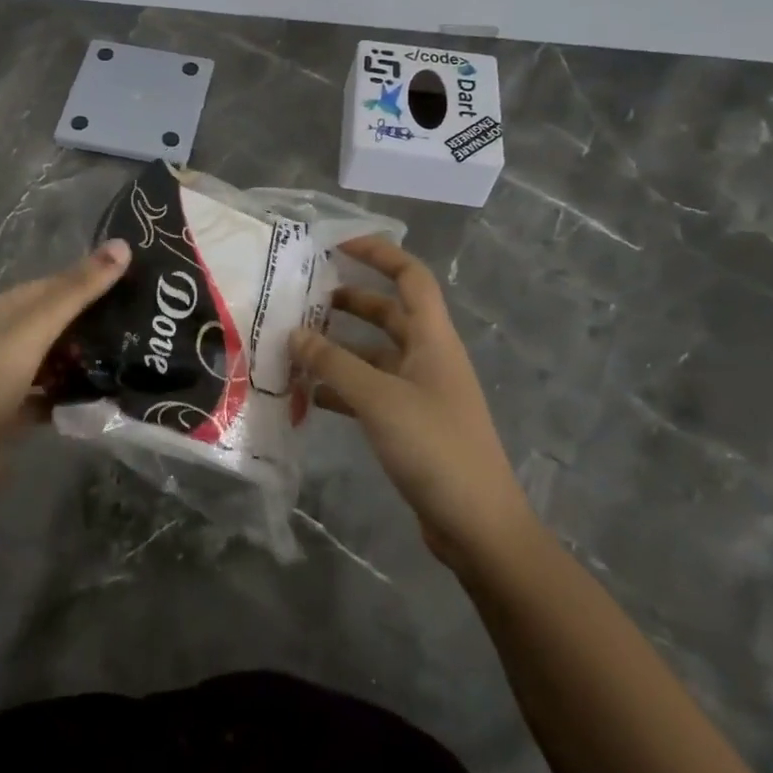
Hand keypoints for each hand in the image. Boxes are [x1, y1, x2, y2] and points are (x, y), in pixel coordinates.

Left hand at [0, 239, 130, 494]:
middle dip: (98, 322)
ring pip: (60, 357)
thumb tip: (124, 243)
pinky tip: (106, 398)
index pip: (61, 282)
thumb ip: (79, 290)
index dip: (97, 279)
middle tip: (148, 325)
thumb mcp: (36, 328)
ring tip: (136, 359)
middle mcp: (9, 334)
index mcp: (10, 307)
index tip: (142, 284)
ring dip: (89, 358)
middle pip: (62, 320)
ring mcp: (11, 373)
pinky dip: (75, 393)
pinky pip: (54, 392)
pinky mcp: (16, 409)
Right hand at [291, 237, 535, 565]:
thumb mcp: (377, 399)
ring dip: (339, 346)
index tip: (337, 246)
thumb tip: (294, 334)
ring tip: (295, 345)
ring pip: (374, 354)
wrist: (478, 526)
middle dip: (348, 301)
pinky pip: (370, 390)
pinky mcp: (410, 424)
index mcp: (433, 339)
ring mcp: (420, 392)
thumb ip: (333, 363)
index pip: (410, 277)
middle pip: (388, 313)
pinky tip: (309, 394)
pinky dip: (342, 386)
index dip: (378, 254)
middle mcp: (428, 357)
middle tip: (303, 298)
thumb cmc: (434, 447)